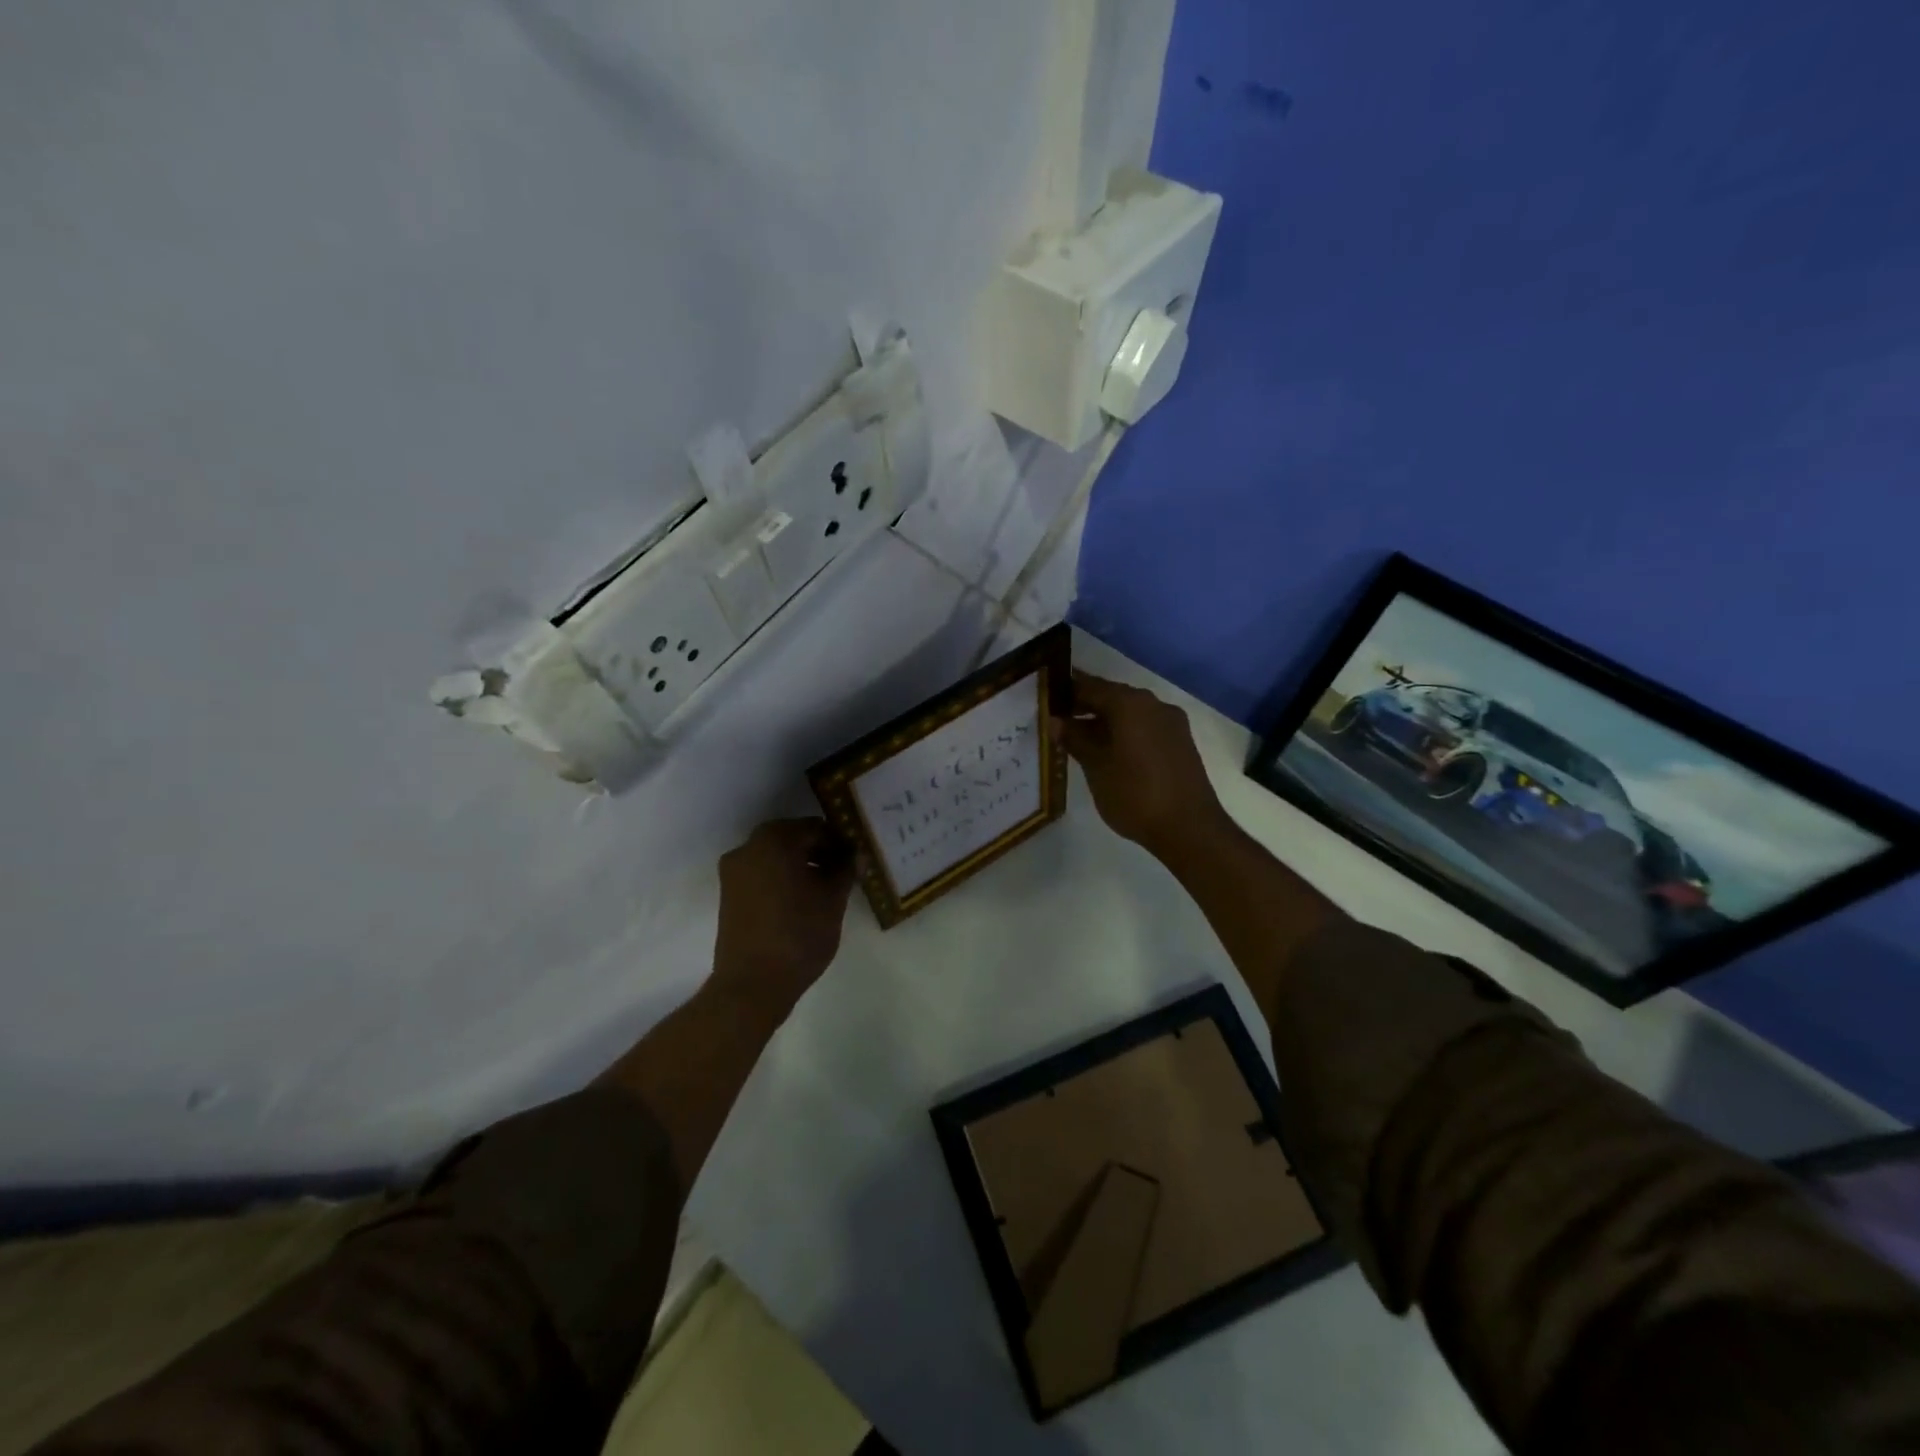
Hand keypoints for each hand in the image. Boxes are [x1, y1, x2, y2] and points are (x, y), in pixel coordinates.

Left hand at [709, 818, 856, 1019]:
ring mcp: (733, 872)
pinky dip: (782, 878)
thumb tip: (856, 854)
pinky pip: (761, 875)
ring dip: (800, 864)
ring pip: (775, 857)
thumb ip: (846, 869)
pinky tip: (802, 900)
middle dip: (819, 851)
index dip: (839, 841)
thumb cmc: (799, 934)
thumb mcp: (833, 899)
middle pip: (792, 838)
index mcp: (774, 840)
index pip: (815, 827)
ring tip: (826, 888)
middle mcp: (748, 848)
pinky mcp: (728, 895)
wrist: (752, 985)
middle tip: (844, 871)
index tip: (855, 858)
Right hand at [1054, 671, 1225, 856]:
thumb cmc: (1135, 794)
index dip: (1065, 692)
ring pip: (1129, 712)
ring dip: (1104, 721)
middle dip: (1084, 706)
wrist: (1189, 828)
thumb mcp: (1096, 767)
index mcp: (1129, 703)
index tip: (1045, 699)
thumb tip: (1055, 721)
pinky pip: (1144, 726)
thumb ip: (1074, 739)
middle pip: (1111, 696)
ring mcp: (1170, 722)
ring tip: (1078, 739)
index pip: (1089, 686)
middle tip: (1057, 721)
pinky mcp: (1180, 741)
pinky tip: (1108, 751)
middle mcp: (1152, 703)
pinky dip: (1124, 732)